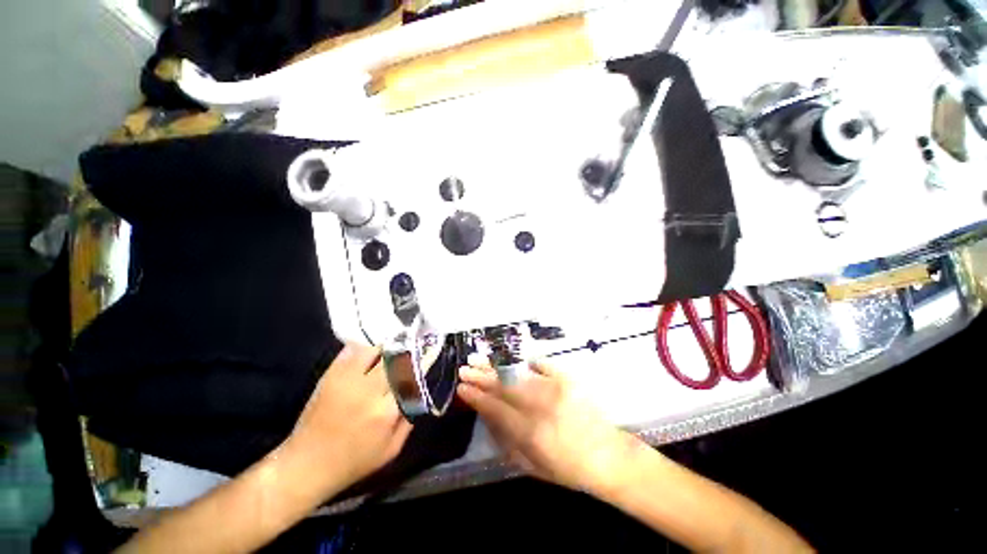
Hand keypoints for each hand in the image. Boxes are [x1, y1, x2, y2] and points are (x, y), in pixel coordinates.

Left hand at [283, 343, 412, 493]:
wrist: (306, 465)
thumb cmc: (353, 462)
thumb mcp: (391, 450)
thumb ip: (409, 420)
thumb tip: (418, 393)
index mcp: (386, 411)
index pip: (412, 376)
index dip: (423, 362)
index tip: (430, 353)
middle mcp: (368, 391)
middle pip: (395, 358)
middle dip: (408, 351)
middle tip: (414, 348)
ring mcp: (347, 380)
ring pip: (374, 349)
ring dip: (387, 348)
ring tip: (392, 351)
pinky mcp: (330, 376)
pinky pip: (351, 351)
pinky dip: (364, 347)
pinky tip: (370, 352)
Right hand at [457, 360, 639, 494]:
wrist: (609, 456)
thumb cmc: (568, 469)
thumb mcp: (532, 466)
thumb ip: (506, 441)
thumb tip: (487, 415)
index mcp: (531, 433)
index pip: (495, 408)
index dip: (476, 397)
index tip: (462, 388)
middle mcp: (540, 406)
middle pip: (503, 387)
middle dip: (481, 377)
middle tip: (464, 369)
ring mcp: (555, 388)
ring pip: (517, 373)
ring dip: (495, 367)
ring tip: (479, 360)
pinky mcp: (567, 379)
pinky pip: (541, 364)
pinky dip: (527, 362)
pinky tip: (515, 361)